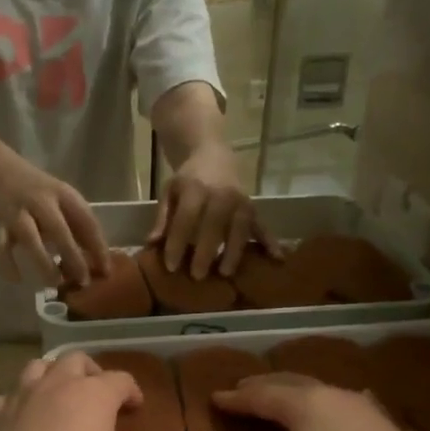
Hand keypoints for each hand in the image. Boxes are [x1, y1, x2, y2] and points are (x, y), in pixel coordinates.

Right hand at [0, 156, 111, 288]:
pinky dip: (7, 263)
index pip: (86, 221)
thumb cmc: (38, 192)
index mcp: (63, 194)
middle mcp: (41, 201)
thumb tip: (96, 261)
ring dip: (43, 262)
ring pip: (30, 238)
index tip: (105, 270)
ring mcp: (18, 211)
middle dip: (72, 257)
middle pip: (59, 230)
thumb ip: (76, 225)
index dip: (98, 246)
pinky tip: (17, 279)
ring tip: (54, 283)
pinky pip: (1, 246)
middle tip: (83, 281)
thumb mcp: (61, 201)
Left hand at [0, 354, 161, 430]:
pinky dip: (23, 402)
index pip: (121, 379)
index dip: (132, 391)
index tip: (135, 409)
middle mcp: (58, 385)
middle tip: (98, 396)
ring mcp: (23, 397)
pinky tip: (27, 420)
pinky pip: (11, 396)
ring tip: (60, 397)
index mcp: (94, 395)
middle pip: (77, 360)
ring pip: (38, 367)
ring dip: (53, 376)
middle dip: (91, 372)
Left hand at [148, 139, 273, 279]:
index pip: (186, 220)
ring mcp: (240, 202)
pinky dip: (270, 242)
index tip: (170, 266)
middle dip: (205, 252)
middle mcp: (221, 194)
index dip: (177, 243)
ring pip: (239, 229)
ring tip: (225, 273)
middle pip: (213, 226)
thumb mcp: (169, 192)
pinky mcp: (252, 208)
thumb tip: (152, 243)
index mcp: (196, 189)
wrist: (213, 154)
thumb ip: (162, 218)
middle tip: (197, 276)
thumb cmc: (188, 179)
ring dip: (234, 252)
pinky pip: (262, 226)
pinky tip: (278, 258)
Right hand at [206, 374, 429, 430]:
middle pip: (289, 383)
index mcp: (303, 402)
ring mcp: (360, 405)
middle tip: (241, 390)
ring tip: (278, 400)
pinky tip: (327, 410)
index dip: (234, 398)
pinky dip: (319, 404)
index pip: (259, 394)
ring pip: (317, 390)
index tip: (214, 398)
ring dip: (291, 392)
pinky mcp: (380, 422)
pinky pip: (339, 403)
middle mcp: (331, 394)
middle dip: (262, 386)